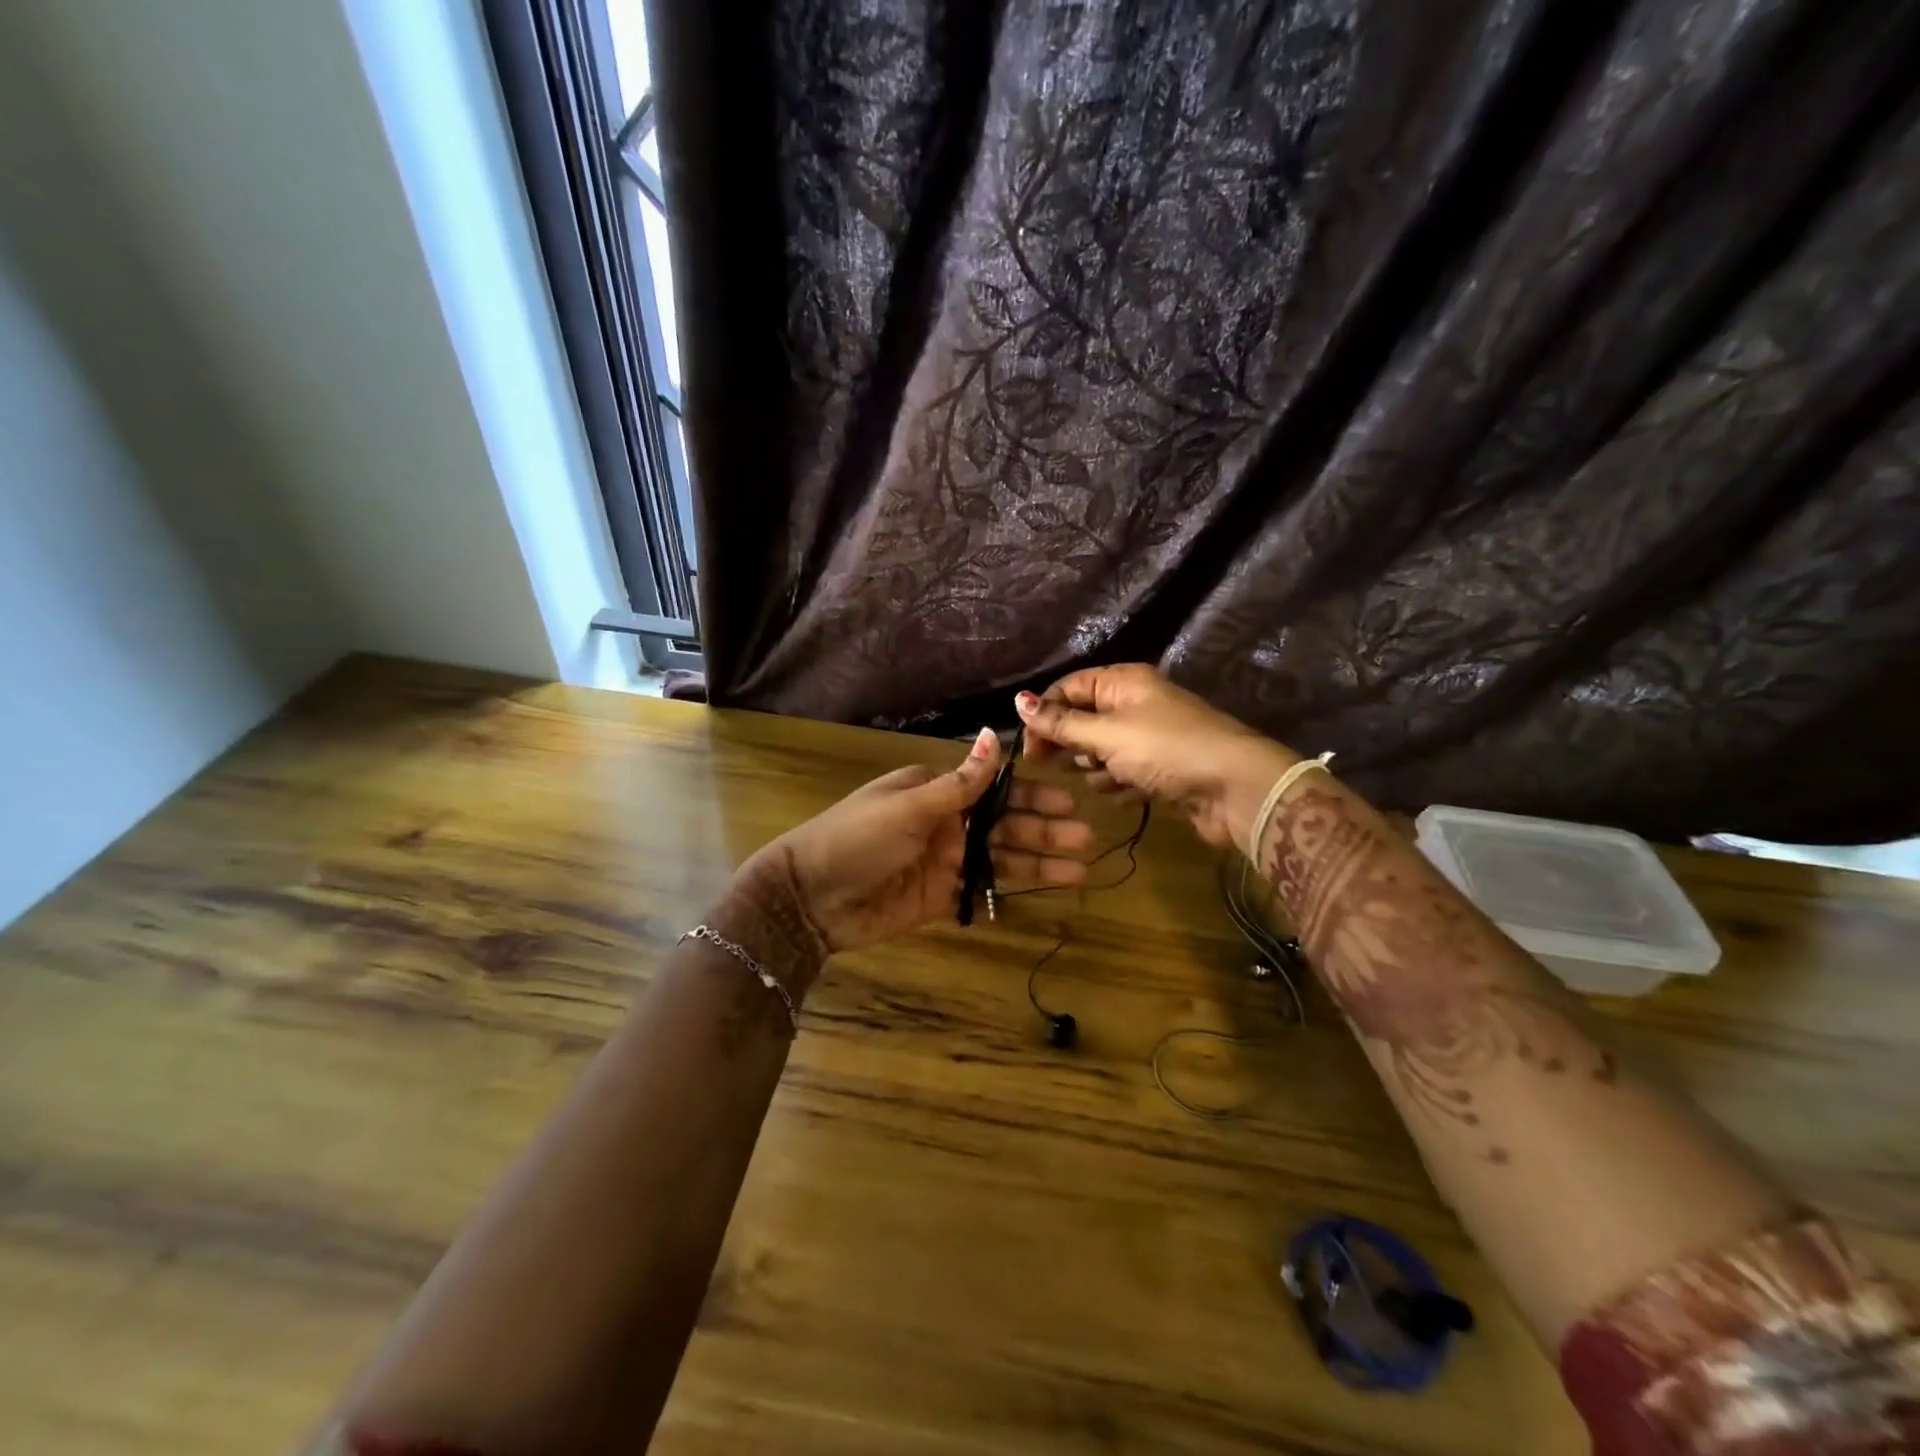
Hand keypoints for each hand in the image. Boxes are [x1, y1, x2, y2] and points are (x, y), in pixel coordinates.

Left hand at [739, 728, 1094, 961]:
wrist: (810, 899)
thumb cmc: (857, 839)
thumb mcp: (909, 806)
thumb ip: (960, 781)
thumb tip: (995, 733)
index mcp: (934, 792)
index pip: (994, 789)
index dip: (1031, 796)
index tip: (1068, 801)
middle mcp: (944, 824)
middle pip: (1003, 826)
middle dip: (1044, 831)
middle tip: (1085, 839)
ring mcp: (943, 862)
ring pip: (1000, 861)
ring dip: (1038, 865)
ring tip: (1079, 872)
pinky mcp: (939, 898)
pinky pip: (981, 893)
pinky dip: (1008, 892)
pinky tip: (1042, 893)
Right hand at [1015, 665, 1296, 848]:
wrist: (1235, 788)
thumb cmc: (1166, 750)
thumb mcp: (1107, 734)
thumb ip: (1061, 723)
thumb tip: (1018, 700)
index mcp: (1123, 682)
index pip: (1068, 688)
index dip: (1044, 714)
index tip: (1028, 749)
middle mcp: (1136, 703)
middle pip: (1084, 718)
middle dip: (1068, 743)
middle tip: (1051, 767)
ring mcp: (1150, 736)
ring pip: (1103, 749)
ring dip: (1094, 767)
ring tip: (1101, 779)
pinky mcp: (1162, 768)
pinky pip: (1125, 772)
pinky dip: (1119, 783)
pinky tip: (1125, 794)